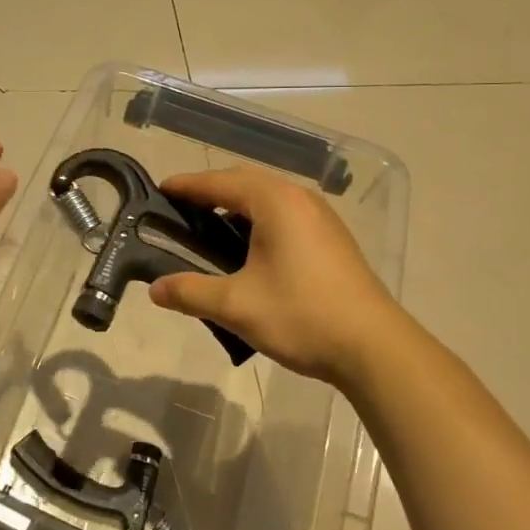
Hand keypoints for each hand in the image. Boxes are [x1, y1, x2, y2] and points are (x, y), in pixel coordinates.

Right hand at [148, 167, 405, 386]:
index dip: (187, 185)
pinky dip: (259, 222)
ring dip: (237, 207)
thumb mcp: (237, 306)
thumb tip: (155, 290)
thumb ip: (190, 292)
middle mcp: (300, 199)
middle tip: (181, 211)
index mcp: (275, 202)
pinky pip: (286, 216)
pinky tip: (249, 251)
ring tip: (209, 230)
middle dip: (211, 191)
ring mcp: (322, 218)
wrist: (374, 347)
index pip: (220, 182)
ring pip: (269, 199)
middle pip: (246, 182)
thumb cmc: (301, 316)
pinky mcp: (332, 239)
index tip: (160, 190)